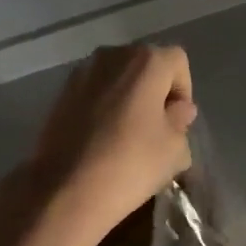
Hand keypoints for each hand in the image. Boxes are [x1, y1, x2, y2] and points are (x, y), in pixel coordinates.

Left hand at [24, 43, 197, 245]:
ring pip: (119, 76)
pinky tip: (103, 137)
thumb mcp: (175, 149)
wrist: (64, 190)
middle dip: (156, 90)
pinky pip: (95, 90)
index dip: (183, 92)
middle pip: (146, 64)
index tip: (177, 124)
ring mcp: (83, 71)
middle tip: (157, 127)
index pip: (178, 63)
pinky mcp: (61, 92)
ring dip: (129, 96)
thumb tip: (177, 110)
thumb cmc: (130, 164)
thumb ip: (181, 121)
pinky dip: (105, 105)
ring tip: (128, 133)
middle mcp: (114, 55)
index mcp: (147, 61)